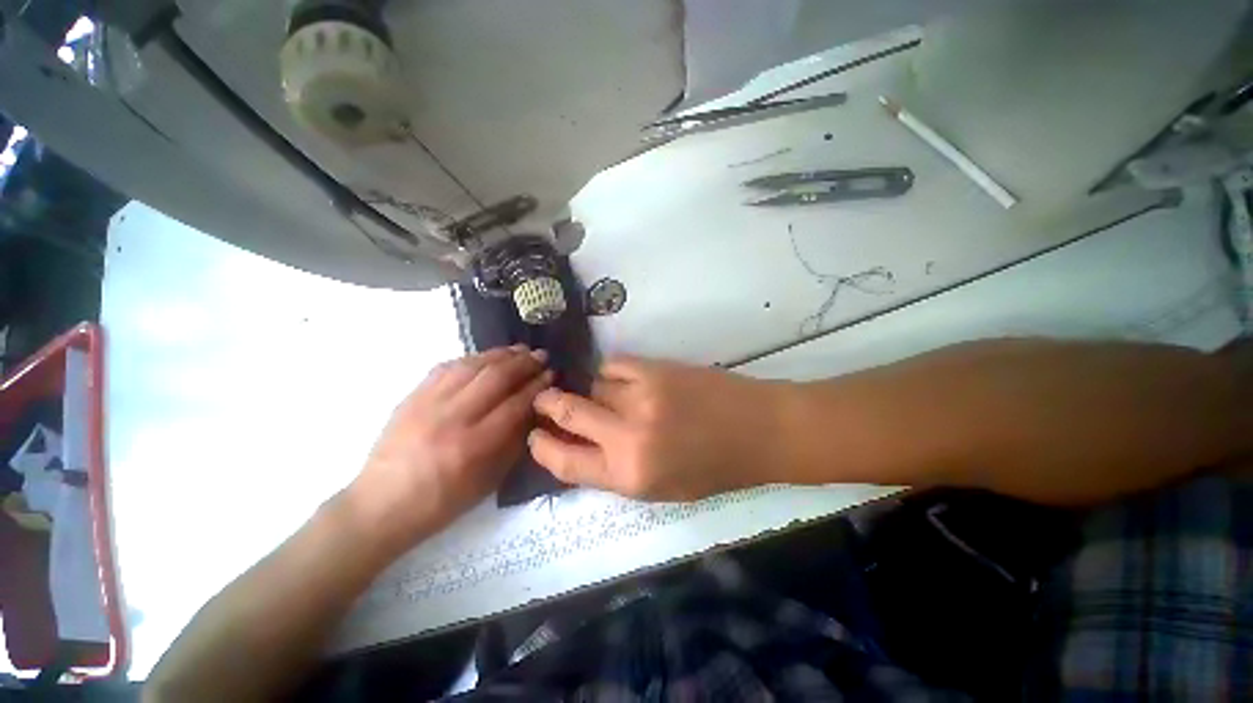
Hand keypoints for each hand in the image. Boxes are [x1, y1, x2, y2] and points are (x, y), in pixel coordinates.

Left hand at [348, 346, 552, 548]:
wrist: (380, 505)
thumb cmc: (442, 502)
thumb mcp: (488, 481)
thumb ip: (514, 442)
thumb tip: (533, 410)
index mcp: (473, 446)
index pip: (515, 404)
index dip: (537, 386)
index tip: (552, 374)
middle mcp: (451, 418)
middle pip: (495, 378)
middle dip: (524, 363)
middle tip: (541, 355)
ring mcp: (428, 403)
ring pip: (472, 366)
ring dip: (501, 354)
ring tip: (520, 349)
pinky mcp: (412, 396)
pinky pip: (447, 367)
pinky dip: (472, 358)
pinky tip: (486, 357)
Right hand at [528, 356, 786, 500]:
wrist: (758, 430)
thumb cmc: (713, 469)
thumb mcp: (661, 489)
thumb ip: (616, 470)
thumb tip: (582, 444)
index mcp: (629, 476)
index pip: (565, 462)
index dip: (542, 447)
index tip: (535, 435)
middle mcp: (628, 436)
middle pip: (568, 412)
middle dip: (548, 404)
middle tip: (543, 400)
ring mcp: (640, 397)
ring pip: (593, 385)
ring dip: (593, 391)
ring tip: (610, 395)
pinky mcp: (655, 369)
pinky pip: (613, 365)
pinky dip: (611, 372)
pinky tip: (623, 378)